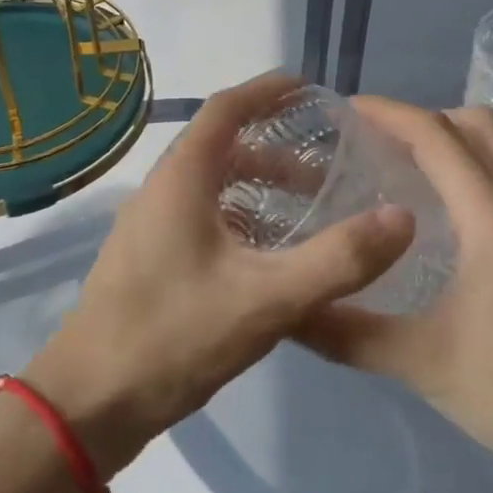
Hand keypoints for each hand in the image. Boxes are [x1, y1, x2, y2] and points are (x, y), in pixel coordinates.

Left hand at [24, 73, 415, 479]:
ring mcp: (150, 226)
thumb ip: (338, 259)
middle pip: (222, 147)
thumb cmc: (174, 337)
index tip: (312, 89)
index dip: (269, 91)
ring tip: (306, 210)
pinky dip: (241, 217)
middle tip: (327, 167)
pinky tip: (268, 256)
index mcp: (182, 178)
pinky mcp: (149, 259)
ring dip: (259, 187)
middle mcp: (162, 190)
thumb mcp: (267, 299)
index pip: (227, 108)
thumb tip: (403, 217)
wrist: (90, 404)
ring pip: (212, 186)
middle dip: (276, 148)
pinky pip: (202, 217)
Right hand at [295, 99, 492, 492]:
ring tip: (401, 169)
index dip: (388, 113)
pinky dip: (471, 166)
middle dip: (420, 119)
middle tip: (372, 142)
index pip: (435, 136)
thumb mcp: (421, 363)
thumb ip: (347, 333)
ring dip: (450, 139)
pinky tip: (441, 212)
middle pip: (473, 124)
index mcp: (492, 217)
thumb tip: (287, 311)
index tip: (345, 111)